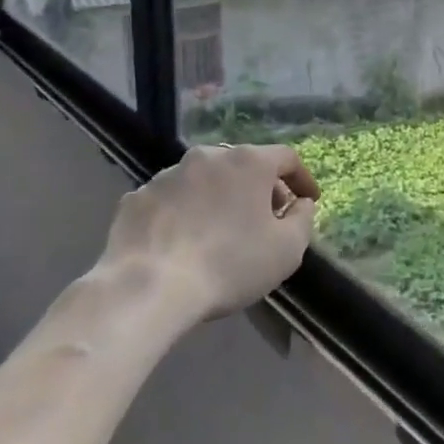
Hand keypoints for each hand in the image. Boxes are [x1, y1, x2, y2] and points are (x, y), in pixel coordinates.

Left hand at [99, 144, 318, 320]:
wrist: (147, 288)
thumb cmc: (229, 265)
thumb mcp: (287, 250)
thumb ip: (303, 220)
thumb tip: (301, 204)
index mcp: (248, 162)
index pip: (286, 158)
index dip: (302, 178)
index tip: (307, 200)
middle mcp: (208, 156)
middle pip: (244, 165)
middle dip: (259, 189)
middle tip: (266, 218)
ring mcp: (168, 175)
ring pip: (204, 180)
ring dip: (218, 198)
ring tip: (219, 231)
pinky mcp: (137, 198)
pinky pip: (171, 200)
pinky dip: (183, 213)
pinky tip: (181, 242)